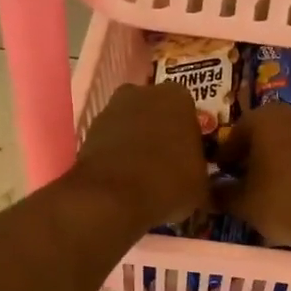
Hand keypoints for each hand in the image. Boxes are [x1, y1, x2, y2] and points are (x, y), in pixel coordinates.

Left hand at [70, 82, 211, 228]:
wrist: (111, 197)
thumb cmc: (168, 183)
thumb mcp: (201, 186)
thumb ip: (201, 172)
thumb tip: (198, 180)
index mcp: (178, 97)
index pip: (189, 113)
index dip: (188, 137)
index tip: (188, 159)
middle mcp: (143, 92)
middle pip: (157, 113)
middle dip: (161, 133)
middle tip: (167, 164)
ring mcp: (111, 108)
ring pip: (132, 124)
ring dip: (137, 142)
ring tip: (144, 176)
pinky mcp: (89, 129)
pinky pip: (111, 139)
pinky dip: (116, 154)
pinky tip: (123, 179)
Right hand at [214, 106, 290, 252]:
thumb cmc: (288, 203)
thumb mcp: (246, 205)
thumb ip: (224, 195)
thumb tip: (212, 191)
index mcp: (266, 119)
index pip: (236, 134)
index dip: (228, 158)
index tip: (226, 177)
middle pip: (270, 133)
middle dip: (260, 156)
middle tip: (254, 183)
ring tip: (287, 191)